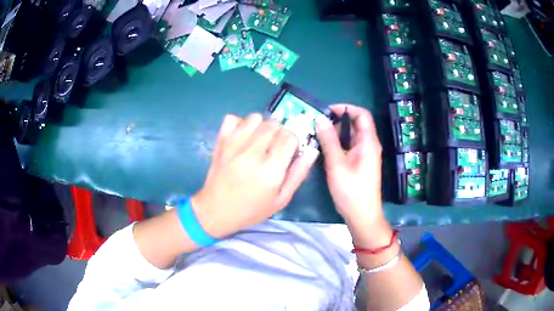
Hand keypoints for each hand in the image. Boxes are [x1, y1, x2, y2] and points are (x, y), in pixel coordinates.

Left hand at [192, 114, 318, 237]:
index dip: (293, 141)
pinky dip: (240, 123)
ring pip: (255, 117)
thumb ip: (298, 174)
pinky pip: (233, 118)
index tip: (288, 152)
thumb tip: (312, 150)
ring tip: (259, 141)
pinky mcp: (220, 141)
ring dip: (261, 126)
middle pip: (274, 124)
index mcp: (270, 169)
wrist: (216, 210)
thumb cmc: (252, 209)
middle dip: (279, 133)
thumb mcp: (281, 199)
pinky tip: (242, 138)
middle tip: (274, 148)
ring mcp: (233, 144)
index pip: (290, 136)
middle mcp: (252, 152)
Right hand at [316, 104, 387, 236]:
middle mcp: (369, 145)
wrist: (362, 215)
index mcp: (368, 142)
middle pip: (355, 124)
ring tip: (317, 135)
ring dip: (335, 132)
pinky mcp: (360, 163)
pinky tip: (324, 148)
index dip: (346, 108)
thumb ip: (329, 139)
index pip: (362, 114)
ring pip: (350, 135)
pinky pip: (349, 146)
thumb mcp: (337, 164)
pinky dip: (337, 143)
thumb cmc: (351, 190)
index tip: (327, 111)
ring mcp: (365, 154)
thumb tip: (319, 118)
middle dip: (337, 120)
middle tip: (317, 124)